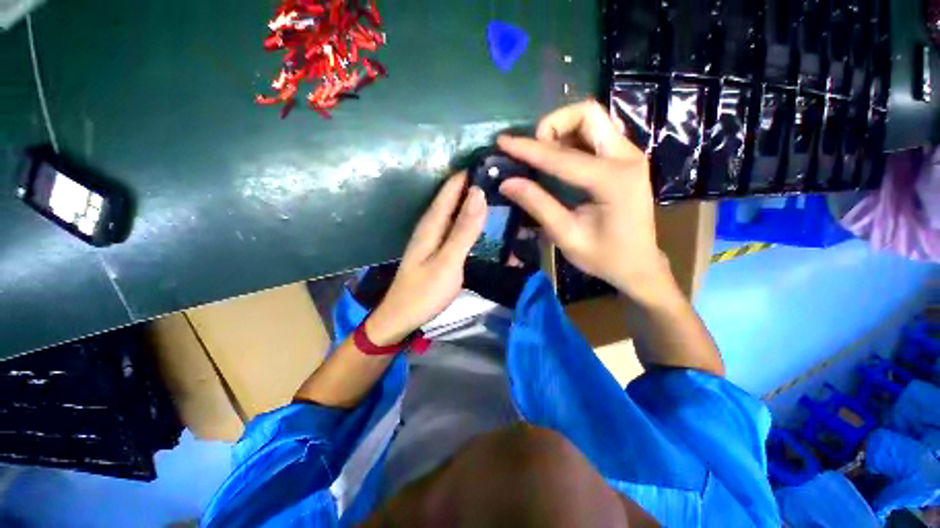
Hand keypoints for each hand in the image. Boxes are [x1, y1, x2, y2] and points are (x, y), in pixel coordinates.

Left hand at [366, 173, 485, 345]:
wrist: (403, 317)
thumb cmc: (424, 292)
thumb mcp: (447, 261)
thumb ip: (463, 229)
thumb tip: (479, 194)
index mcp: (432, 223)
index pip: (452, 187)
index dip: (471, 173)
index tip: (496, 161)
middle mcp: (432, 224)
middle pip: (455, 197)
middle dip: (477, 185)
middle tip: (506, 178)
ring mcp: (435, 237)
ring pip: (457, 211)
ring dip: (476, 201)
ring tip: (501, 194)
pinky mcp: (439, 249)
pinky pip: (458, 226)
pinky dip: (472, 219)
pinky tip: (485, 221)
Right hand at [496, 100, 671, 299]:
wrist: (638, 264)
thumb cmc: (604, 257)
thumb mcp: (567, 235)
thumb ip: (538, 205)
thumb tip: (507, 182)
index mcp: (613, 180)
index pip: (562, 156)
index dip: (528, 149)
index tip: (503, 142)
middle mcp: (627, 157)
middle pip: (588, 114)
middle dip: (553, 125)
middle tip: (534, 151)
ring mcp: (629, 154)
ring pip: (592, 119)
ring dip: (562, 129)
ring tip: (543, 156)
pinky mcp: (625, 159)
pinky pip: (596, 133)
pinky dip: (572, 138)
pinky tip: (559, 159)